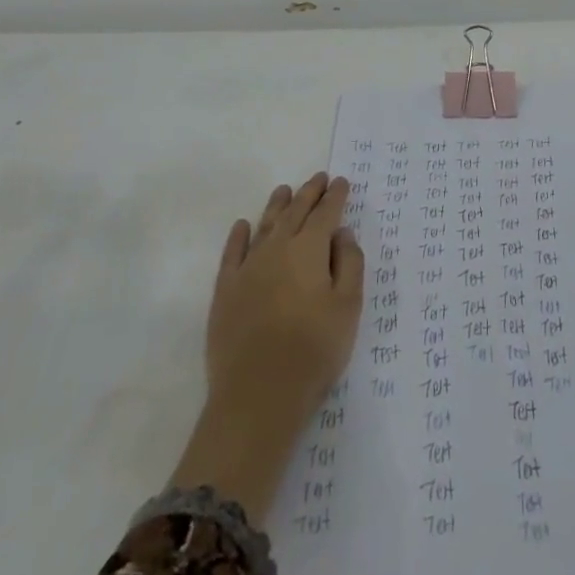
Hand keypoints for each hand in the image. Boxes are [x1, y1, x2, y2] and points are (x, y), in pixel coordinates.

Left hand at [168, 173, 363, 524]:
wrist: (257, 396)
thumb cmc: (313, 351)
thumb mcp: (348, 307)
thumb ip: (350, 263)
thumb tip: (342, 232)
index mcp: (310, 249)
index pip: (326, 213)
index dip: (335, 196)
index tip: (341, 182)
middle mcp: (278, 247)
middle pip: (296, 211)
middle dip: (309, 193)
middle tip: (319, 178)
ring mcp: (248, 267)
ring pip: (265, 224)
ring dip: (277, 205)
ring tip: (285, 190)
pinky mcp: (225, 290)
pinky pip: (232, 252)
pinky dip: (238, 235)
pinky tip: (242, 225)